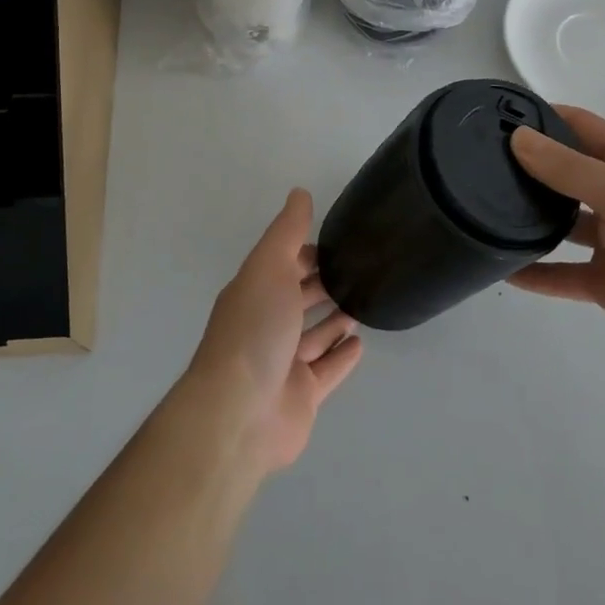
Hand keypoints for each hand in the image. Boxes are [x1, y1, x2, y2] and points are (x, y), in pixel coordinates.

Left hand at [183, 190, 364, 474]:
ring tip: (365, 303)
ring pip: (314, 335)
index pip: (283, 265)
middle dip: (323, 283)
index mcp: (255, 292)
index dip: (306, 253)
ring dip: (335, 320)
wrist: (240, 412)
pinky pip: (327, 371)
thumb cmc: (255, 329)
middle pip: (299, 299)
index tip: (339, 242)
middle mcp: (267, 325)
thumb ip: (287, 231)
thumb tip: (299, 192)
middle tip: (361, 270)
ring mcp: (284, 364)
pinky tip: (360, 343)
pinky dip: (341, 357)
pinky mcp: (302, 397)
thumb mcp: (269, 266)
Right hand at [507, 106, 604, 378]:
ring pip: (560, 222)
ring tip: (481, 211)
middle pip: (565, 173)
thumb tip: (517, 138)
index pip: (580, 126)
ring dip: (528, 218)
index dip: (542, 117)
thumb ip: (569, 168)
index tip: (495, 116)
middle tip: (476, 163)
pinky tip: (502, 269)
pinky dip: (536, 272)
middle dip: (527, 166)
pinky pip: (561, 273)